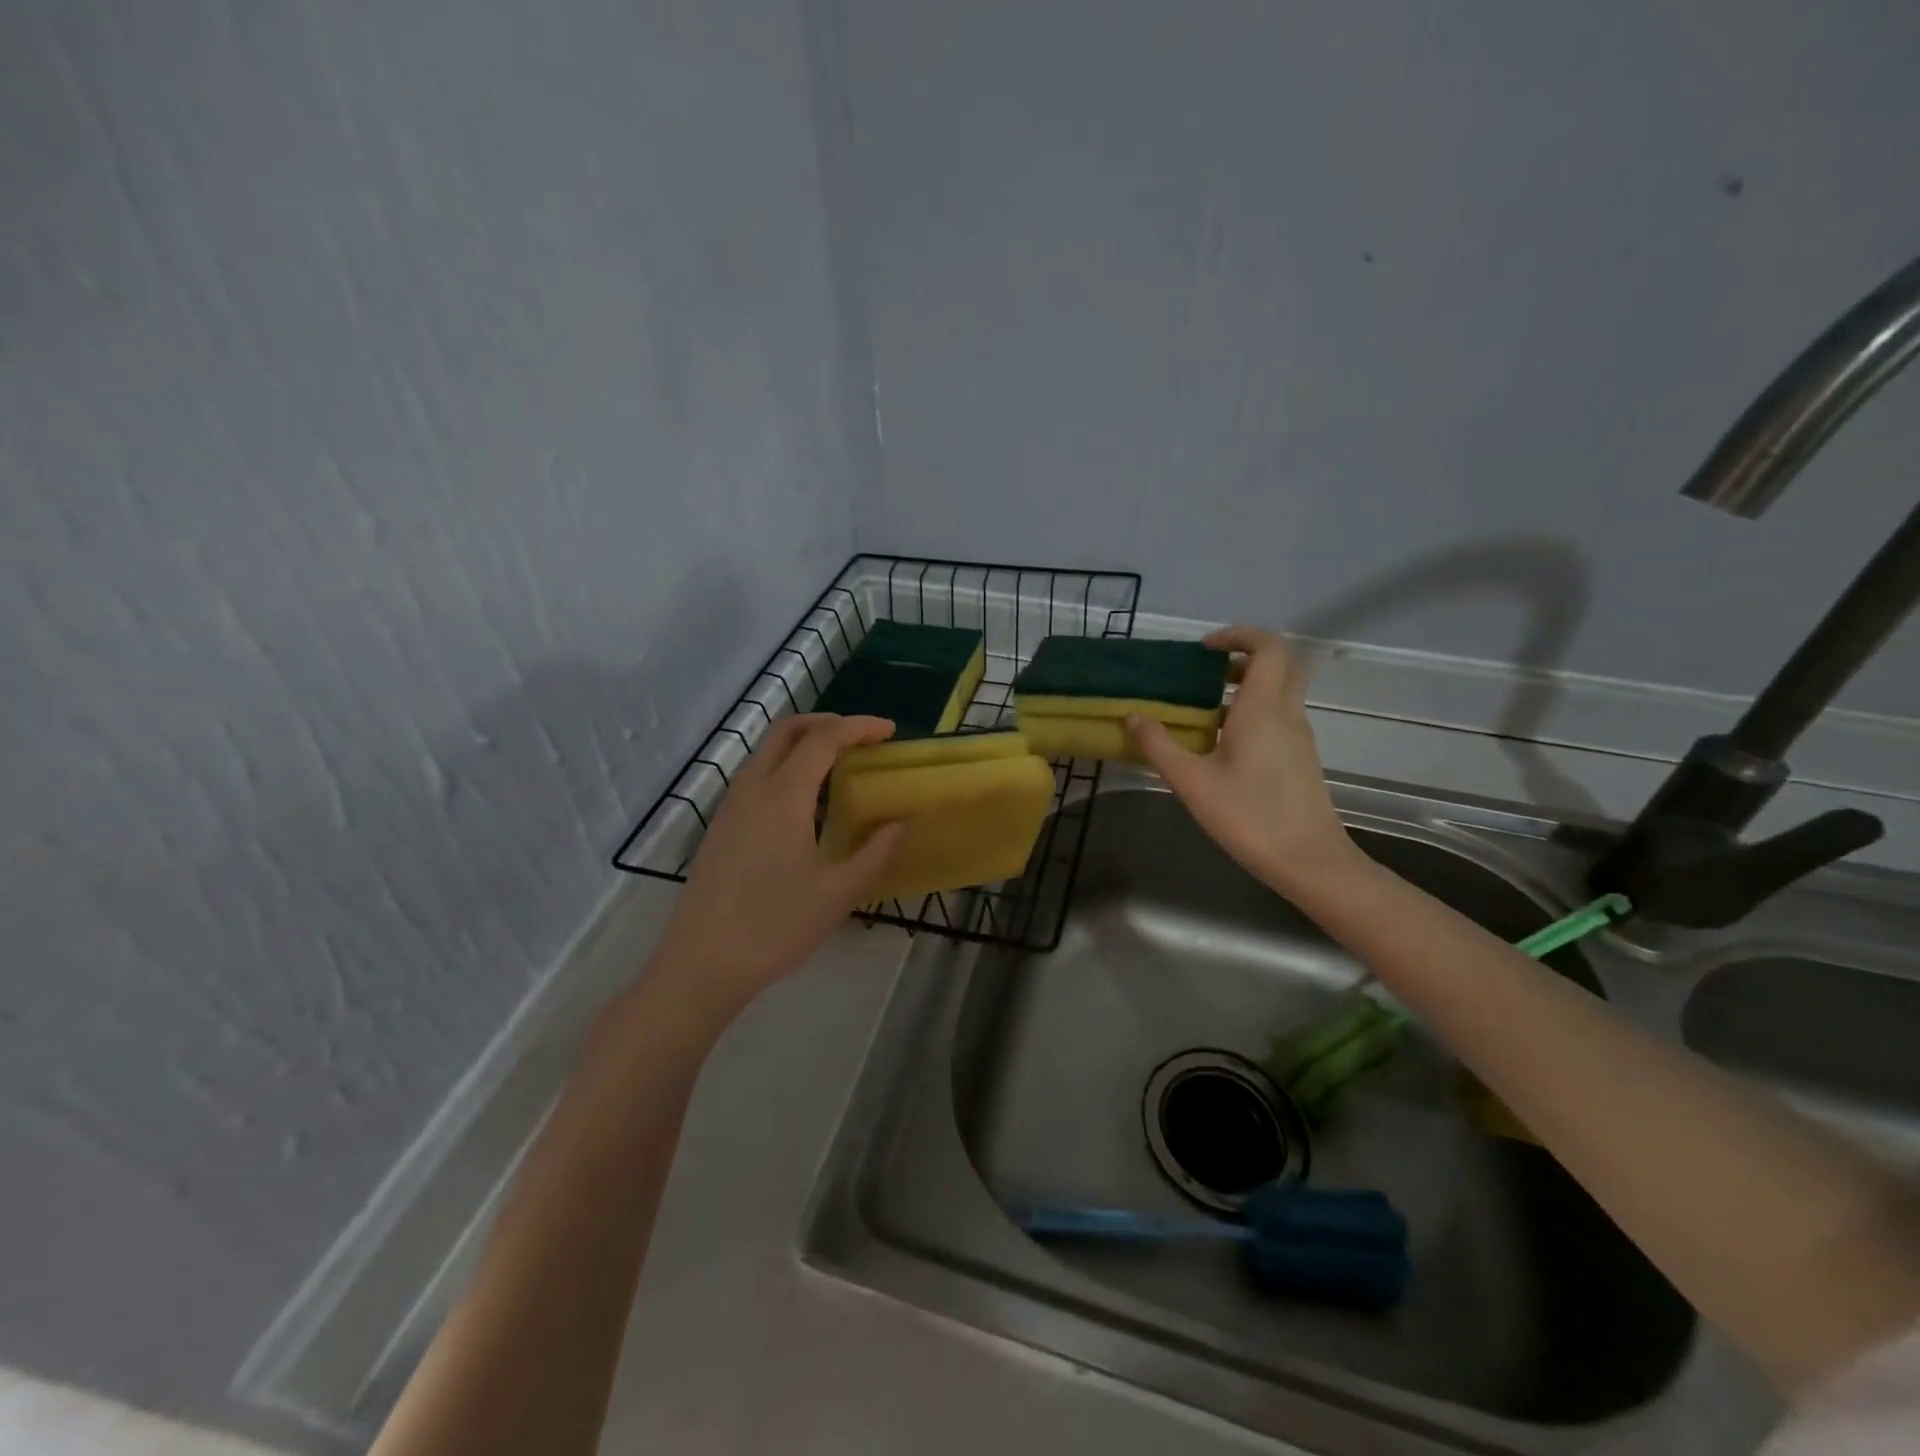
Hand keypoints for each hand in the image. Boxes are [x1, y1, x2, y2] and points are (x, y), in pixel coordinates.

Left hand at [647, 714, 904, 1026]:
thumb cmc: (774, 926)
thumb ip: (874, 853)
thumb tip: (899, 824)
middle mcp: (752, 789)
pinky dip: (786, 768)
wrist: (701, 964)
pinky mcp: (721, 827)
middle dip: (827, 723)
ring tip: (839, 767)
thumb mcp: (837, 894)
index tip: (890, 731)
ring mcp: (730, 807)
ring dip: (804, 744)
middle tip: (862, 739)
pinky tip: (806, 805)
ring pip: (767, 752)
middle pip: (787, 730)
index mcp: (783, 796)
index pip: (824, 739)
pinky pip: (756, 777)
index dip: (859, 727)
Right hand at [1126, 627, 1355, 887]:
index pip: (1268, 646)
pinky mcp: (1300, 757)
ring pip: (1281, 689)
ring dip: (1247, 684)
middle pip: (1281, 661)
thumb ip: (1159, 746)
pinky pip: (1279, 714)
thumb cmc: (1248, 816)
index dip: (1239, 635)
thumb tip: (1133, 716)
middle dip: (1245, 655)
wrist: (1308, 861)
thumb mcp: (1192, 782)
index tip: (1205, 648)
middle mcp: (1287, 713)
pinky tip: (1222, 741)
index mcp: (1263, 709)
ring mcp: (1298, 735)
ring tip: (1204, 706)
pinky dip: (1253, 709)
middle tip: (1208, 670)